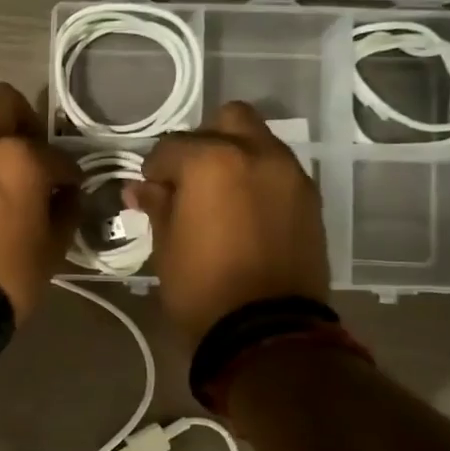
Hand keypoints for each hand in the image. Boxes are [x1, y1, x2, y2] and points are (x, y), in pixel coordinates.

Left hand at [0, 83, 81, 321]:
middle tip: (24, 153)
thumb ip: (65, 212)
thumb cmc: (1, 278)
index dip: (67, 175)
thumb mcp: (51, 251)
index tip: (67, 189)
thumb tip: (66, 195)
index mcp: (21, 158)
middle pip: (4, 100)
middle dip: (22, 122)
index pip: (57, 155)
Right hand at [124, 102, 330, 345]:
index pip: (171, 147)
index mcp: (211, 160)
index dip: (154, 169)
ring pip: (259, 141)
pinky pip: (279, 171)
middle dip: (204, 142)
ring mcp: (290, 174)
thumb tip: (139, 188)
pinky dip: (259, 178)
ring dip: (236, 156)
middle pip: (228, 120)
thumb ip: (157, 205)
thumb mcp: (166, 245)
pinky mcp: (310, 199)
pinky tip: (246, 211)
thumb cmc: (201, 287)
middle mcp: (256, 153)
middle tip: (189, 180)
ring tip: (220, 196)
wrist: (267, 330)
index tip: (149, 191)